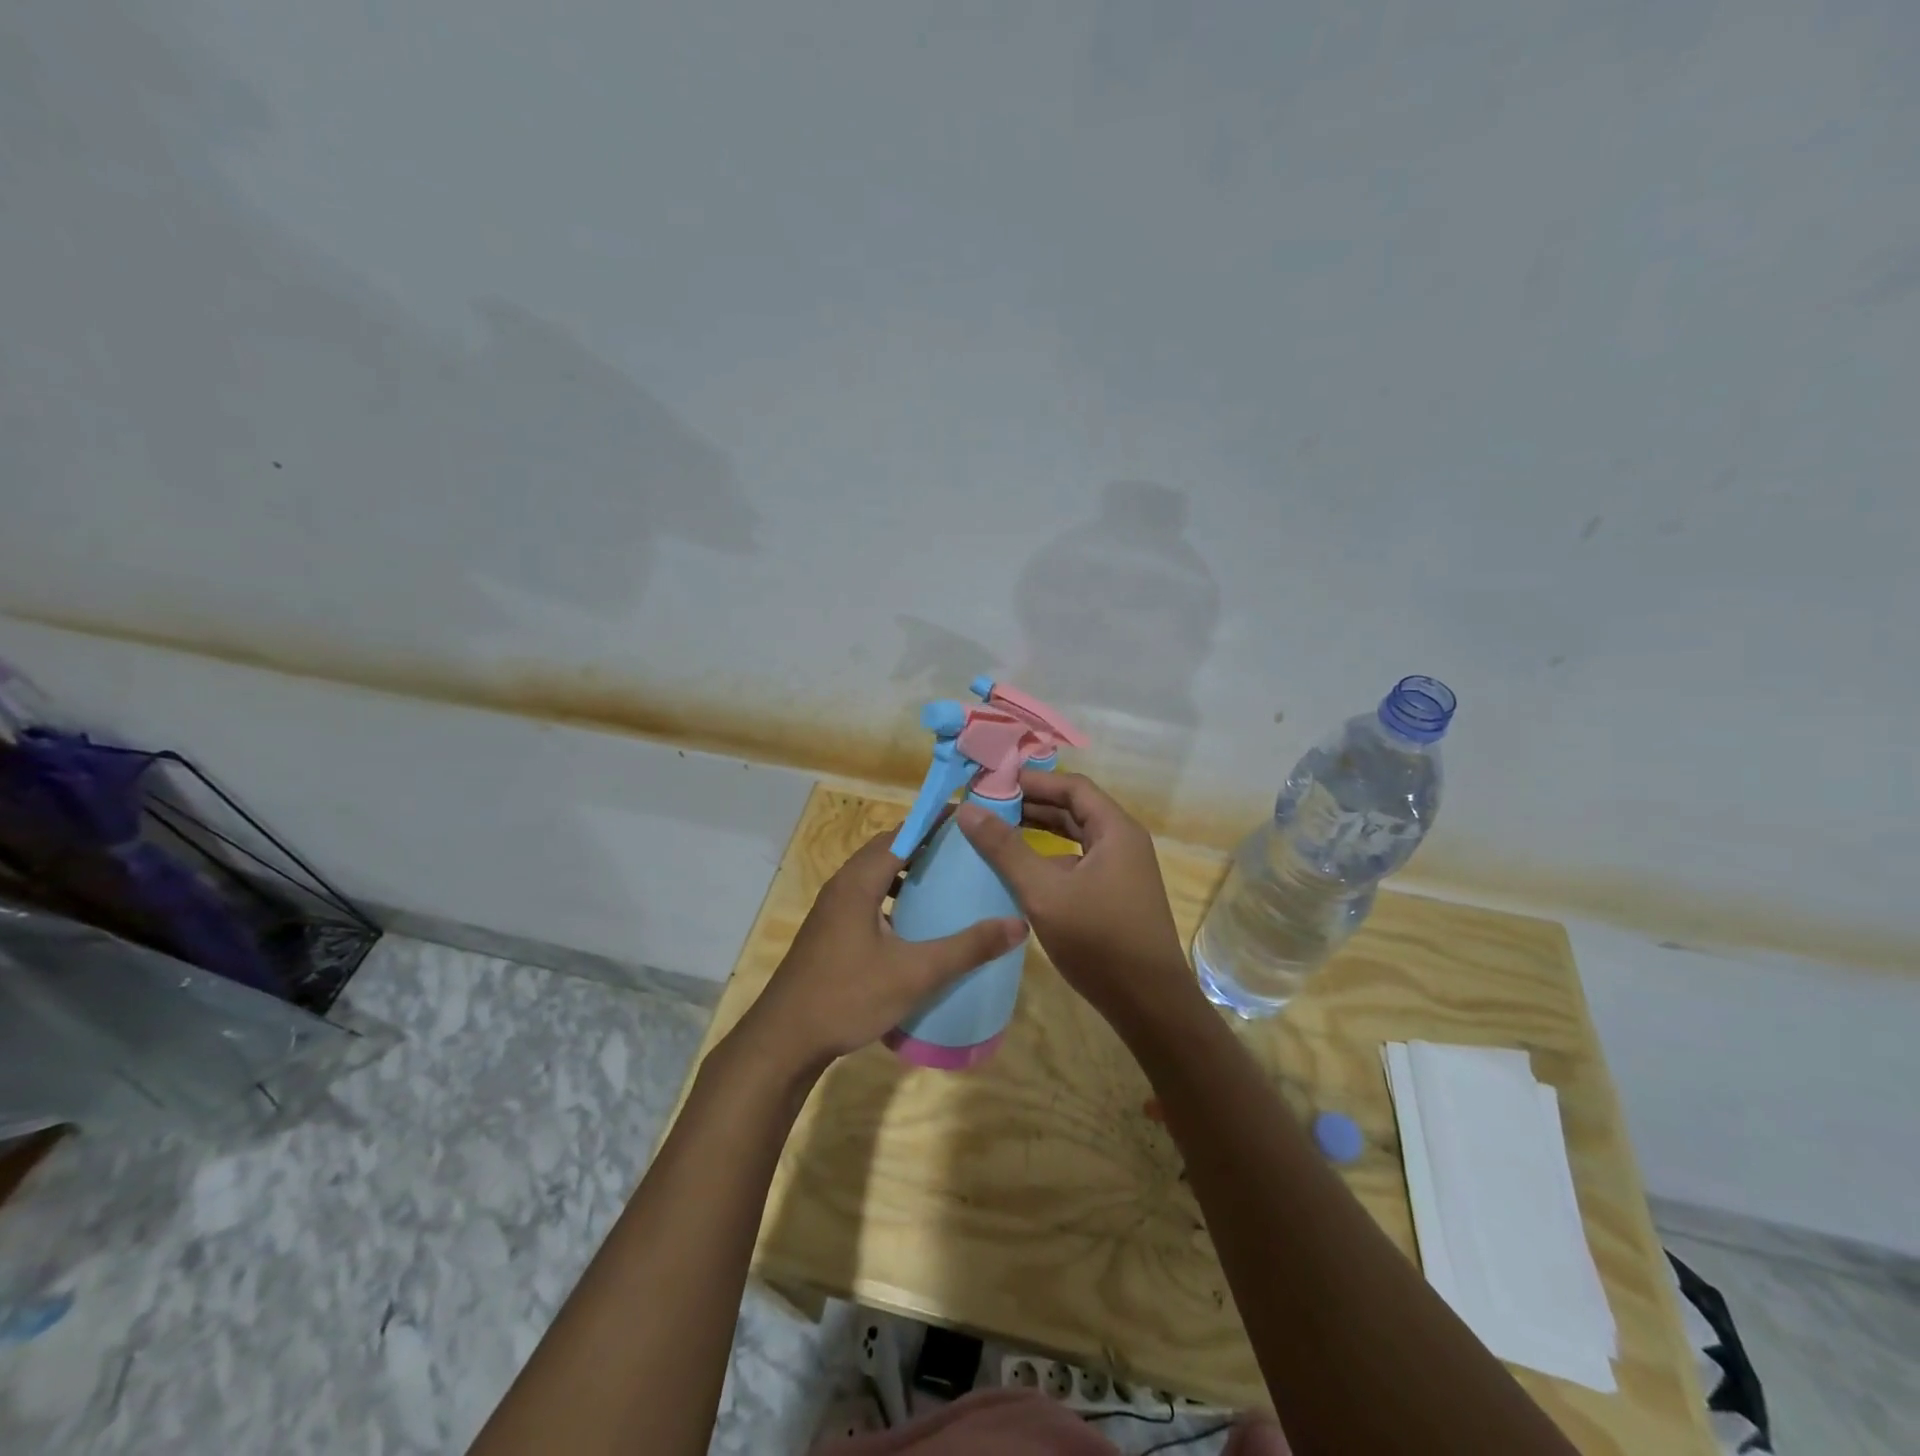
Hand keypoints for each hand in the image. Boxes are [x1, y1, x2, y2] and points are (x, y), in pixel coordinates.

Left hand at [731, 828, 1027, 1078]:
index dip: (934, 823)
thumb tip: (1018, 925)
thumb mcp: (915, 973)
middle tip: (965, 852)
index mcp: (859, 882)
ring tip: (946, 882)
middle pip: (887, 850)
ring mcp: (832, 910)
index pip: (902, 834)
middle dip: (925, 845)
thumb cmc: (848, 997)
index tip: (969, 820)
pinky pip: (868, 898)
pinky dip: (893, 896)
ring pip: (875, 875)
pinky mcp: (830, 932)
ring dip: (908, 872)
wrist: (785, 1041)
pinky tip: (915, 924)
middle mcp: (842, 886)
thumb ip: (967, 948)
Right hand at [957, 771, 1196, 1024]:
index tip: (993, 783)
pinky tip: (1023, 871)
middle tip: (988, 805)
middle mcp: (1123, 842)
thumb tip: (967, 809)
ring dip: (1040, 831)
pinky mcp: (1116, 895)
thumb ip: (1005, 849)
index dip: (1032, 781)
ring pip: (1076, 837)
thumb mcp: (1043, 892)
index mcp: (1115, 830)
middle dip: (1032, 805)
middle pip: (1075, 809)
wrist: (1149, 1004)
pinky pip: (1079, 862)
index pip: (1072, 787)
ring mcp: (1122, 870)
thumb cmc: (1098, 940)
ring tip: (998, 831)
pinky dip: (1050, 858)